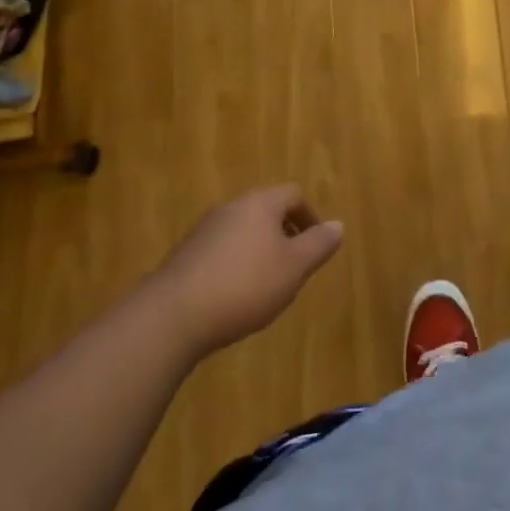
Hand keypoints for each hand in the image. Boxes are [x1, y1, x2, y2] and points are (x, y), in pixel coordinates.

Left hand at [151, 186, 343, 358]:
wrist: (171, 316)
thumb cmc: (244, 286)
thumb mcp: (293, 268)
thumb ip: (318, 245)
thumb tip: (338, 225)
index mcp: (260, 203)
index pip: (293, 194)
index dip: (310, 216)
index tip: (316, 245)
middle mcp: (231, 207)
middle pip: (266, 210)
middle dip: (284, 235)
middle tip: (294, 267)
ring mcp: (204, 230)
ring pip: (243, 231)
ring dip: (259, 251)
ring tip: (266, 286)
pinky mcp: (184, 255)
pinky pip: (221, 251)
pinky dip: (235, 265)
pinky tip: (234, 297)